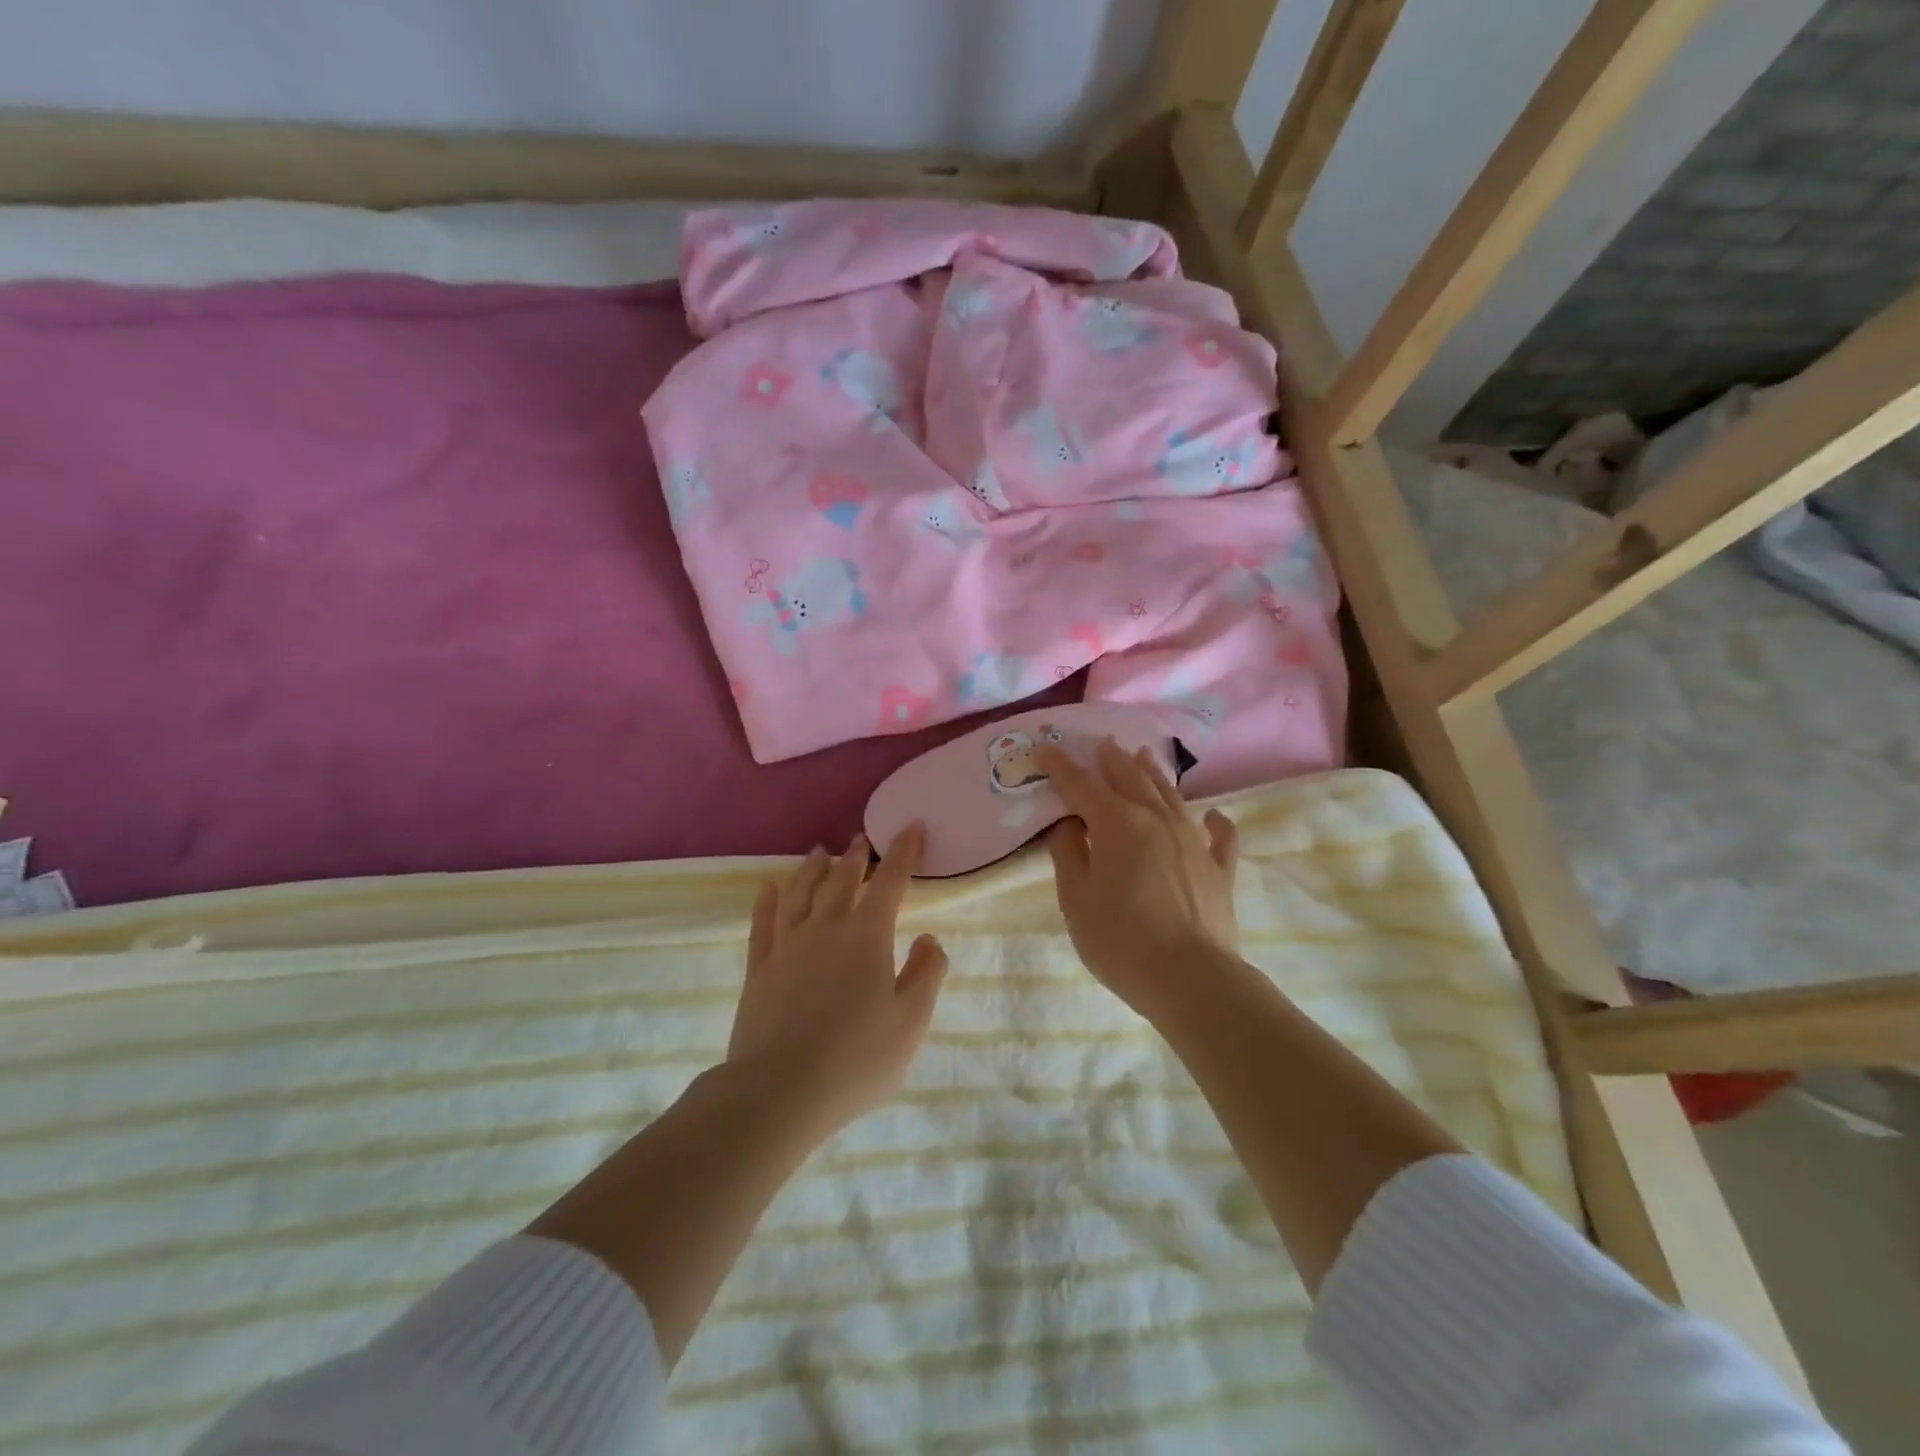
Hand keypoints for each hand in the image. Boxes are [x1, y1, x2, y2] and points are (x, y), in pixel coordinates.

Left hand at [726, 827, 948, 1136]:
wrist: (779, 1092)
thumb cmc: (856, 1059)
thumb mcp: (910, 1022)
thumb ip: (926, 975)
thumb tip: (930, 939)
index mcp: (867, 937)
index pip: (890, 882)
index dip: (903, 852)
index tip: (911, 828)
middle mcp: (826, 928)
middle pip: (842, 881)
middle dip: (856, 857)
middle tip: (861, 840)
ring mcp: (787, 946)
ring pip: (800, 893)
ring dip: (812, 869)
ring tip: (819, 852)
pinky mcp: (758, 969)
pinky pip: (762, 924)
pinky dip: (765, 901)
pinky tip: (767, 887)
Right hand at [1037, 738, 1239, 1014]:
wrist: (1191, 979)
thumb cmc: (1120, 939)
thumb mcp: (1076, 898)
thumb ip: (1068, 853)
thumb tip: (1069, 823)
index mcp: (1117, 823)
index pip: (1081, 785)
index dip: (1061, 767)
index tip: (1045, 749)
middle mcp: (1157, 820)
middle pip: (1130, 779)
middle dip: (1112, 760)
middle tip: (1103, 743)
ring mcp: (1193, 841)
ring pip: (1171, 796)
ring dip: (1153, 774)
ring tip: (1143, 756)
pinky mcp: (1219, 868)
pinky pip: (1220, 836)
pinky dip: (1215, 822)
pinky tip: (1213, 815)